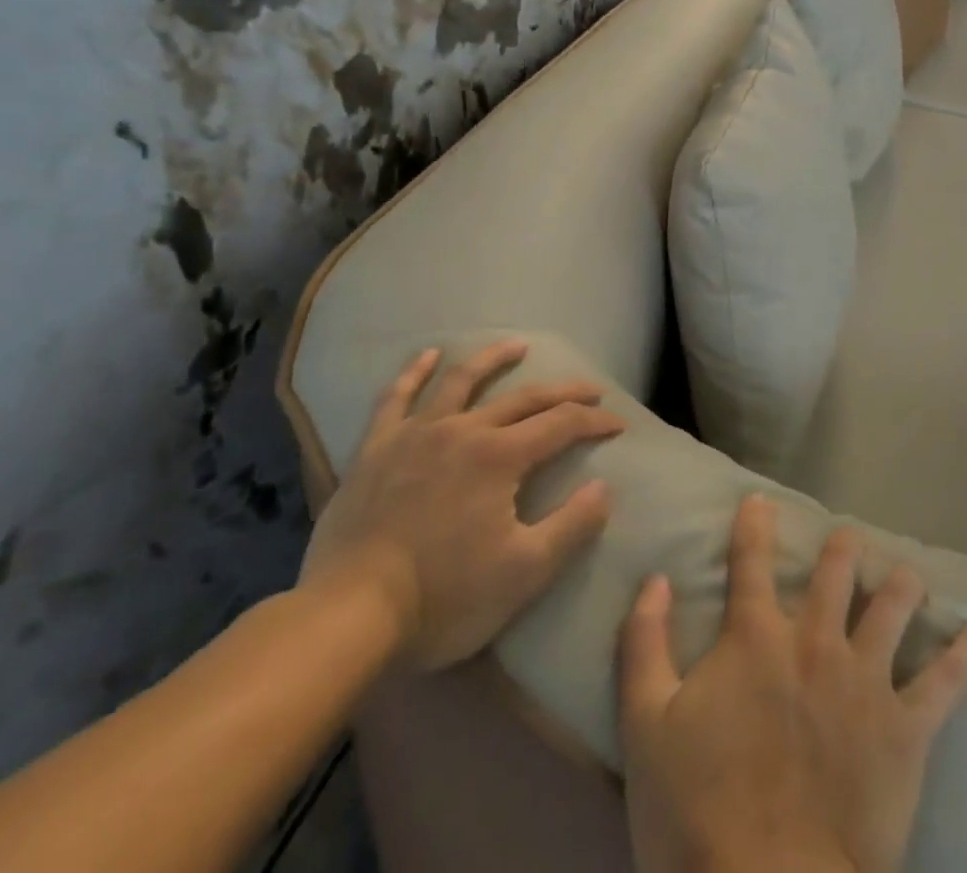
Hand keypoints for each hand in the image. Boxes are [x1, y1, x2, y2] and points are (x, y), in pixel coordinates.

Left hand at [302, 341, 624, 671]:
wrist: (347, 619)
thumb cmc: (443, 599)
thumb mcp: (524, 573)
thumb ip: (572, 526)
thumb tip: (605, 488)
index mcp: (501, 457)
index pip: (562, 424)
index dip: (595, 421)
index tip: (619, 424)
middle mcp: (464, 431)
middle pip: (523, 398)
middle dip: (564, 391)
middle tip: (592, 389)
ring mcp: (415, 435)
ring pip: (461, 381)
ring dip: (494, 360)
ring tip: (517, 346)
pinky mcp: (376, 450)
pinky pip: (395, 399)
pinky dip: (413, 372)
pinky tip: (428, 355)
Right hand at [619, 497, 966, 872]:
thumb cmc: (698, 812)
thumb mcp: (645, 727)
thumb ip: (644, 644)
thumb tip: (655, 579)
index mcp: (756, 638)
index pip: (751, 562)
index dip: (754, 525)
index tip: (760, 501)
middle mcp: (816, 641)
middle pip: (837, 571)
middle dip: (844, 547)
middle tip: (849, 539)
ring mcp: (865, 679)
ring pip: (895, 606)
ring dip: (903, 584)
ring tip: (908, 576)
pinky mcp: (905, 728)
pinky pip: (946, 683)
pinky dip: (963, 657)